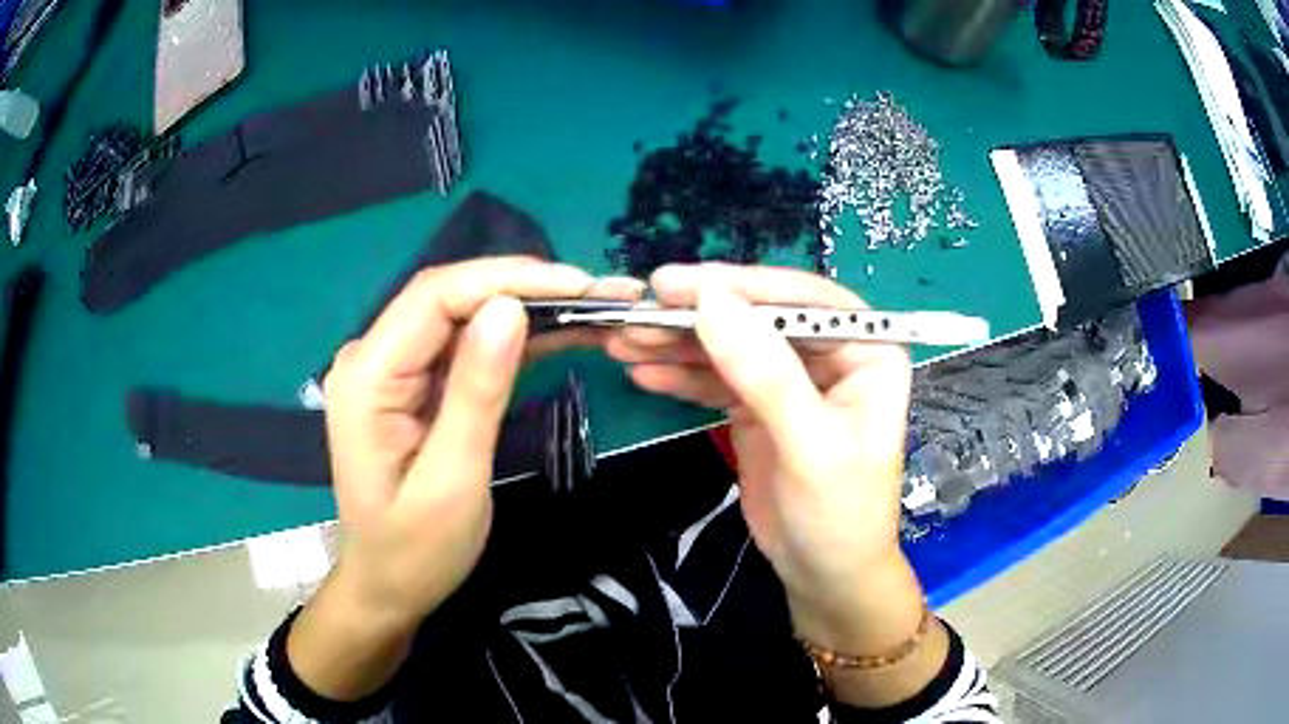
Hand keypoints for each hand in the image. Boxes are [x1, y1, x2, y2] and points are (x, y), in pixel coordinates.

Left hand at [289, 257, 640, 699]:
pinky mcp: (414, 385)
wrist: (388, 587)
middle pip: (450, 297)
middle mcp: (372, 357)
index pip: (435, 296)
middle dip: (525, 288)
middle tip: (600, 295)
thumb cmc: (415, 551)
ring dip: (527, 309)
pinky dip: (514, 339)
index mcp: (367, 377)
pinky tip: (560, 334)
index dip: (508, 279)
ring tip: (594, 309)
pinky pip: (465, 347)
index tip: (579, 287)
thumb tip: (510, 309)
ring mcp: (392, 369)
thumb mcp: (452, 481)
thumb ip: (476, 392)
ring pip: (463, 316)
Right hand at [606, 264, 930, 672]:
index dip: (741, 286)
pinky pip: (716, 380)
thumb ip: (765, 372)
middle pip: (758, 318)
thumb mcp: (810, 444)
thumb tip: (711, 301)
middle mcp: (829, 355)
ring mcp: (790, 380)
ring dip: (678, 343)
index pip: (803, 300)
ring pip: (730, 346)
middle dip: (698, 315)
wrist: (824, 575)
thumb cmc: (839, 513)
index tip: (678, 284)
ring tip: (624, 338)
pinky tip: (643, 370)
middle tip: (637, 309)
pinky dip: (680, 375)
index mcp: (867, 350)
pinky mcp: (757, 406)